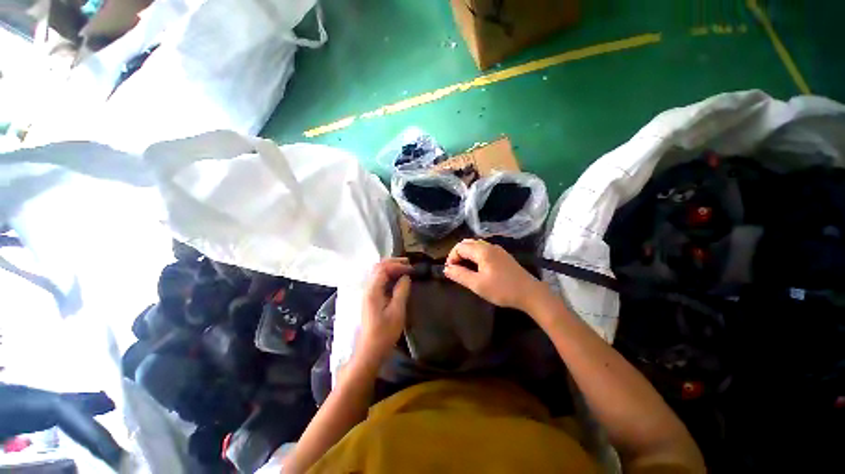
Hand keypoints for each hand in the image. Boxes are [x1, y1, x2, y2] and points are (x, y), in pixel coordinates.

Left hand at [355, 258, 411, 364]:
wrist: (369, 351)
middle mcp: (368, 289)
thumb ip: (401, 291)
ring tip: (404, 269)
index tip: (411, 268)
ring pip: (377, 273)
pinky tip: (397, 279)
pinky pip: (378, 281)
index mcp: (373, 291)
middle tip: (408, 263)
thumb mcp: (397, 312)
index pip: (383, 268)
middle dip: (393, 262)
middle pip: (378, 267)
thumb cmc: (384, 333)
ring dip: (390, 268)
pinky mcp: (370, 299)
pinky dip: (388, 276)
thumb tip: (406, 277)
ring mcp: (368, 294)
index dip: (397, 265)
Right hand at [443, 239, 546, 311]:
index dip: (451, 258)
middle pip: (467, 243)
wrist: (530, 293)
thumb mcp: (477, 284)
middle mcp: (489, 245)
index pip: (459, 247)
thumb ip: (460, 275)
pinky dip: (475, 256)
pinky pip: (484, 250)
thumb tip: (446, 269)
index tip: (450, 272)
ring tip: (464, 270)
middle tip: (455, 270)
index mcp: (482, 250)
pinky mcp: (503, 255)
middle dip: (458, 255)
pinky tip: (478, 269)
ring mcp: (497, 249)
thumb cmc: (502, 289)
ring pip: (476, 246)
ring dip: (466, 255)